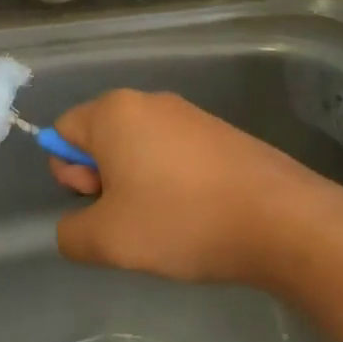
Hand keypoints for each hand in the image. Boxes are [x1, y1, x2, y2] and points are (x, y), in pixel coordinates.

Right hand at [47, 90, 333, 286]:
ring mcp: (189, 114)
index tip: (100, 204)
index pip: (63, 132)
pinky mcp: (220, 132)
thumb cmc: (181, 220)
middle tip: (129, 217)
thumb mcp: (107, 241)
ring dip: (137, 182)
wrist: (279, 220)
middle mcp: (148, 101)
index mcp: (113, 112)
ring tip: (165, 221)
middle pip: (101, 137)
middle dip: (103, 178)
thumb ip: (71, 233)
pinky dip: (172, 180)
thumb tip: (73, 228)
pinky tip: (195, 214)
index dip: (69, 173)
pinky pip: (175, 152)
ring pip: (139, 147)